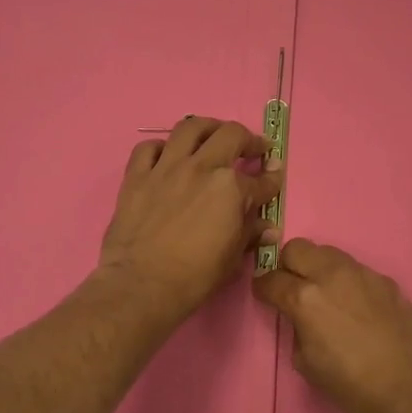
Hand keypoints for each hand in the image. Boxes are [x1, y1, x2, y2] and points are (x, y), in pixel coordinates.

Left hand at [97, 117, 281, 321]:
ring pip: (189, 128)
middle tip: (252, 148)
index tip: (274, 176)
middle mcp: (201, 167)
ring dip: (207, 128)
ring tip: (212, 135)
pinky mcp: (137, 176)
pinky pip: (147, 148)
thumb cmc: (194, 278)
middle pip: (231, 135)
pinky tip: (166, 156)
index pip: (261, 180)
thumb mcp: (232, 259)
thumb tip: (268, 228)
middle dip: (248, 140)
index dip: (272, 179)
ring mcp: (166, 167)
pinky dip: (160, 147)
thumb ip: (250, 235)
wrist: (141, 284)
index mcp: (231, 189)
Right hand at [254, 239, 411, 412]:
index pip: (270, 279)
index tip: (265, 296)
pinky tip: (357, 308)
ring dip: (319, 269)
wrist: (408, 391)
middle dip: (288, 266)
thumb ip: (296, 327)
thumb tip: (300, 316)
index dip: (263, 288)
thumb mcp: (305, 362)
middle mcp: (331, 275)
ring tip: (327, 295)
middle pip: (297, 249)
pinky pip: (357, 271)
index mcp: (304, 298)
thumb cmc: (350, 385)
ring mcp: (362, 274)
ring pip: (328, 253)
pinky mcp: (386, 281)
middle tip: (293, 288)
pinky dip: (348, 282)